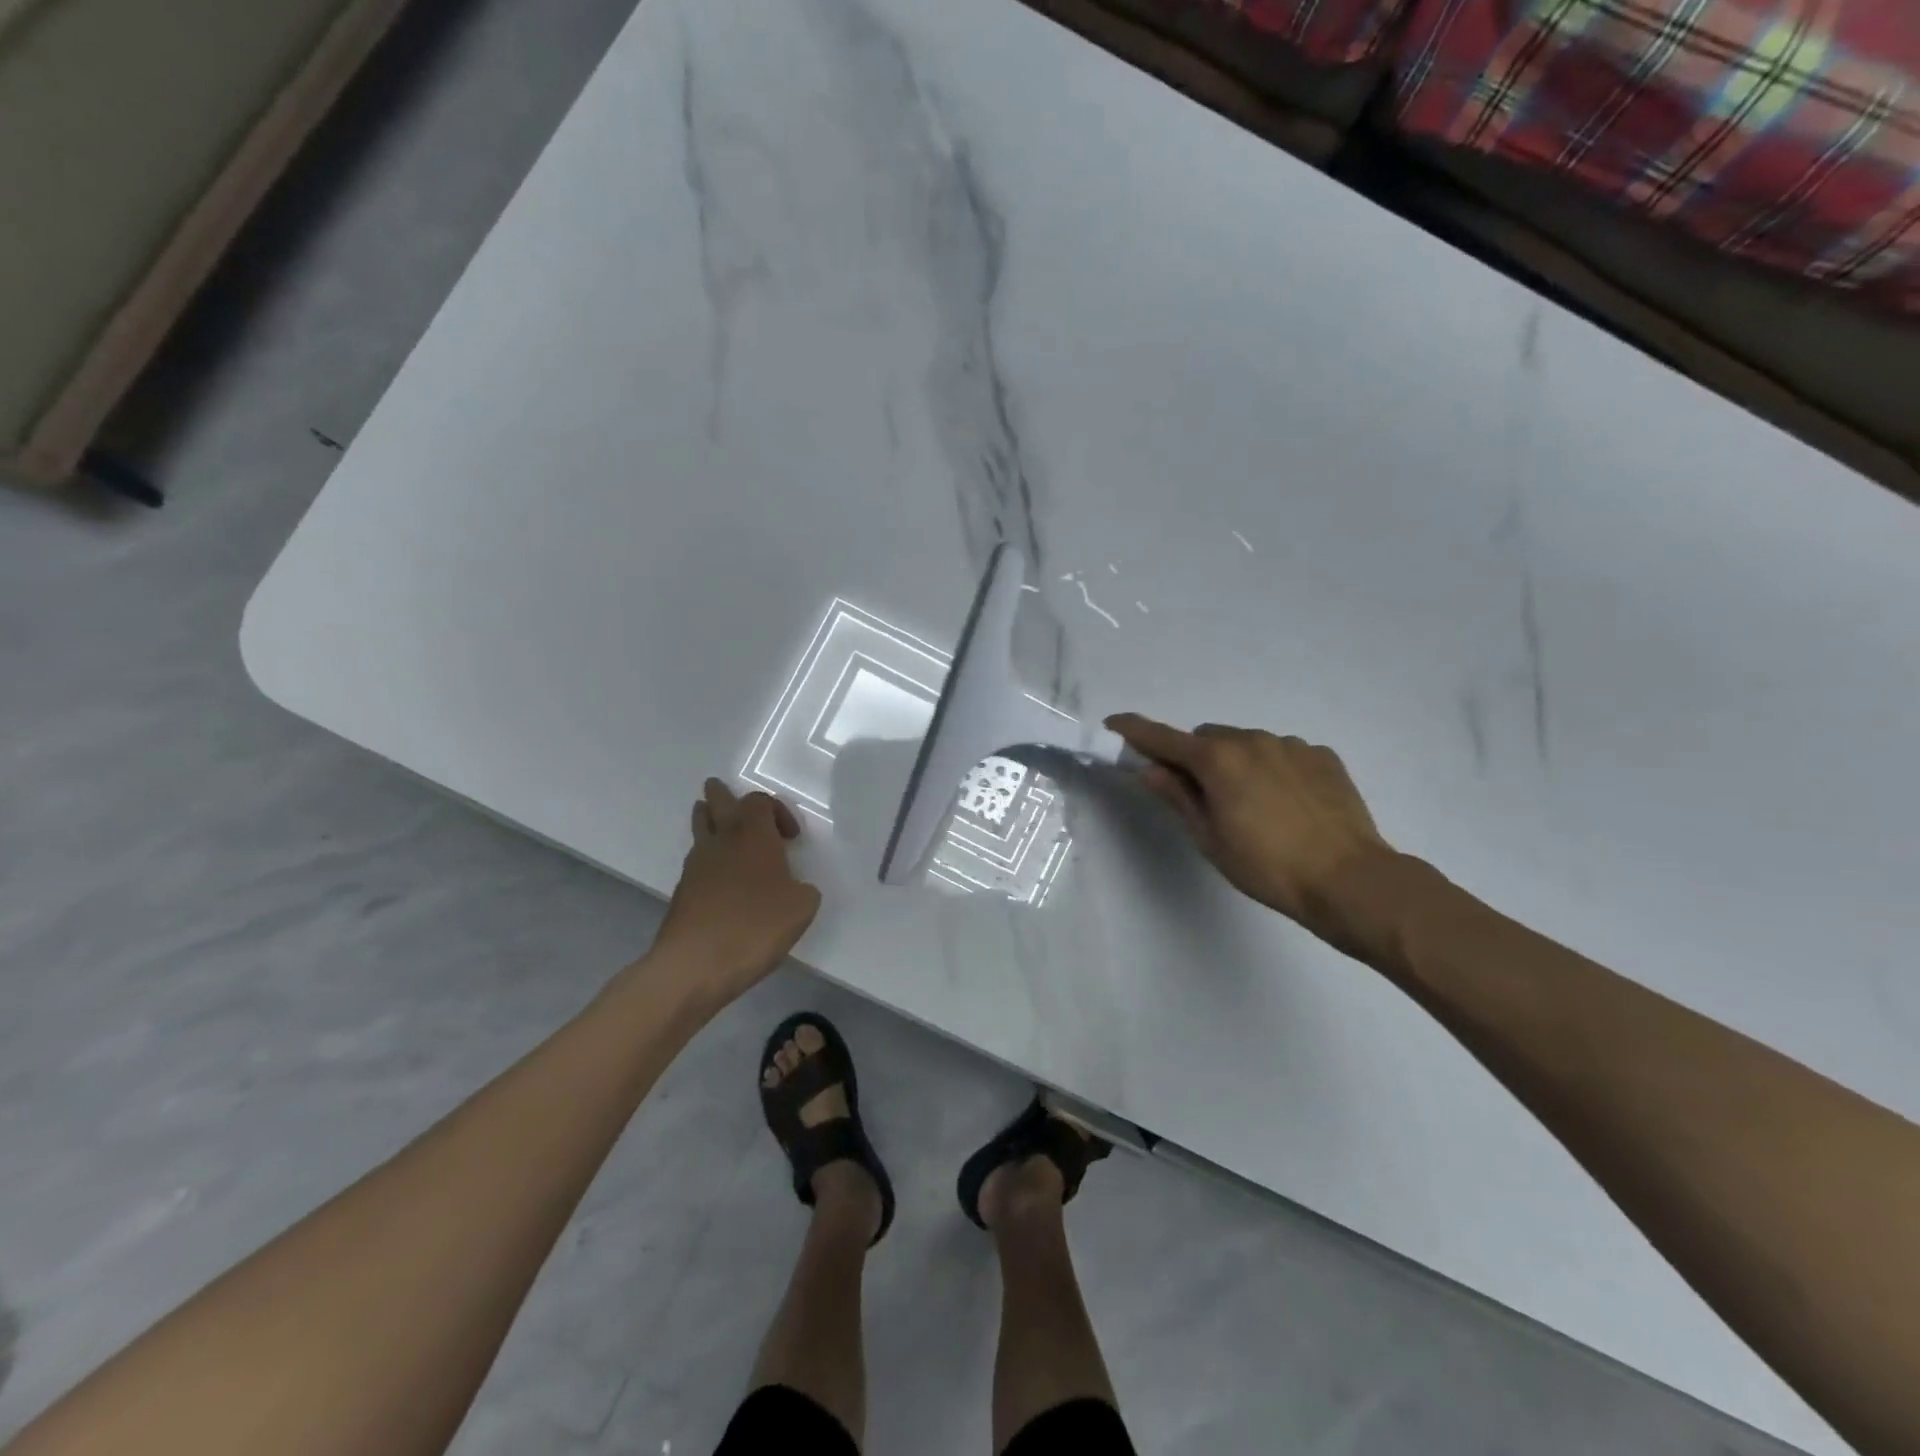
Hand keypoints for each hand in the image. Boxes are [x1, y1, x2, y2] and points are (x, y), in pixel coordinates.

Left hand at [652, 779, 822, 1003]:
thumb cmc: (755, 926)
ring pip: (700, 828)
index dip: (776, 811)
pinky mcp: (683, 891)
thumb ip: (803, 890)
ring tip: (713, 819)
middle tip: (720, 790)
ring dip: (708, 820)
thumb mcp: (801, 908)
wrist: (695, 964)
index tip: (791, 838)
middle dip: (722, 796)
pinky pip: (696, 860)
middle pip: (717, 803)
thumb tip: (794, 888)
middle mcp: (722, 841)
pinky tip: (718, 876)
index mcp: (753, 836)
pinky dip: (707, 858)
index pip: (759, 801)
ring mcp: (696, 865)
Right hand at [1105, 714, 1396, 937]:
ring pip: (1246, 743)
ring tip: (1254, 806)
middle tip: (1202, 796)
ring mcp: (1291, 745)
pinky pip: (1282, 753)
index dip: (1134, 731)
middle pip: (1207, 737)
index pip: (1163, 738)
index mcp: (1217, 759)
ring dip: (1236, 763)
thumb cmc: (1266, 866)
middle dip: (1195, 758)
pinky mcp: (1322, 756)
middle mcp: (1251, 739)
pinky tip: (1287, 805)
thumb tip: (1148, 769)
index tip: (1114, 725)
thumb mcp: (1209, 837)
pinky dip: (1272, 769)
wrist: (1349, 879)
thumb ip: (1176, 796)